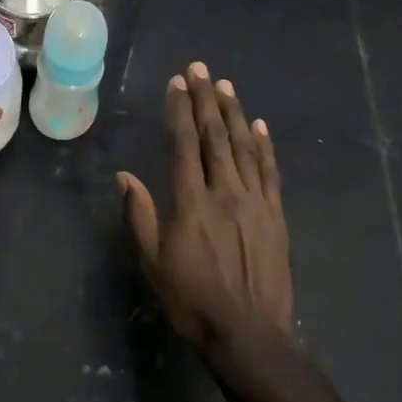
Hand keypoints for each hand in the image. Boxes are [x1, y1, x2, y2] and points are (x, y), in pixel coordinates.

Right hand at [117, 62, 291, 347]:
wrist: (249, 332)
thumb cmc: (192, 300)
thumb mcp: (153, 263)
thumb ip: (140, 216)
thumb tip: (125, 176)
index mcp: (191, 203)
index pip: (184, 145)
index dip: (180, 111)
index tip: (177, 84)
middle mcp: (225, 192)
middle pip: (215, 137)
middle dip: (206, 100)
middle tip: (201, 69)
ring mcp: (255, 202)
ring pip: (243, 148)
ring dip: (234, 114)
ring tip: (226, 86)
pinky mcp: (276, 215)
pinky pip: (270, 172)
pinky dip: (264, 146)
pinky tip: (259, 126)